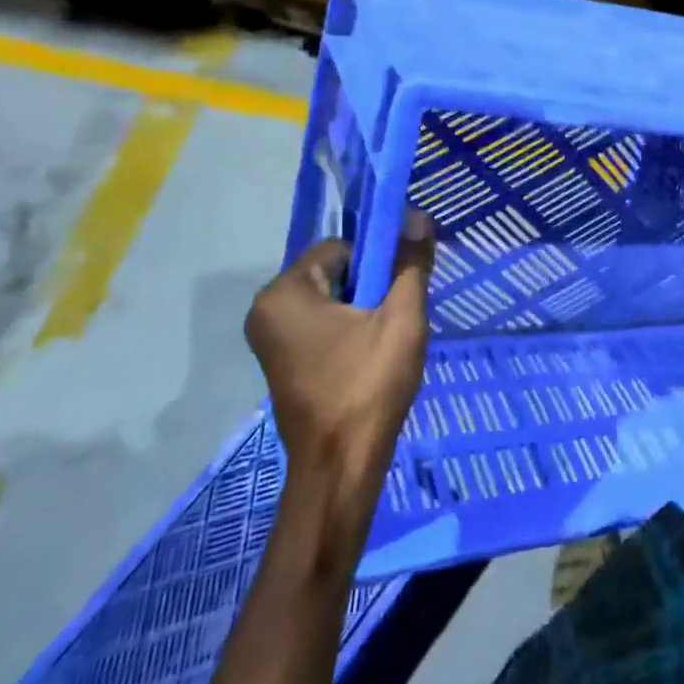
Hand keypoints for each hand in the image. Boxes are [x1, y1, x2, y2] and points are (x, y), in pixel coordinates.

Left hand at [246, 211, 435, 473]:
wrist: (341, 466)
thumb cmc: (368, 385)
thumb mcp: (401, 317)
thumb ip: (410, 263)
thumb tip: (418, 216)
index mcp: (284, 292)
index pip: (339, 247)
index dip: (377, 260)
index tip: (400, 287)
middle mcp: (266, 310)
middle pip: (333, 273)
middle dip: (370, 288)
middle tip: (396, 317)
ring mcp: (270, 340)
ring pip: (330, 301)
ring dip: (362, 310)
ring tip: (386, 340)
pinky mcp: (282, 363)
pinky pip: (320, 326)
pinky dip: (348, 331)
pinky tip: (369, 356)